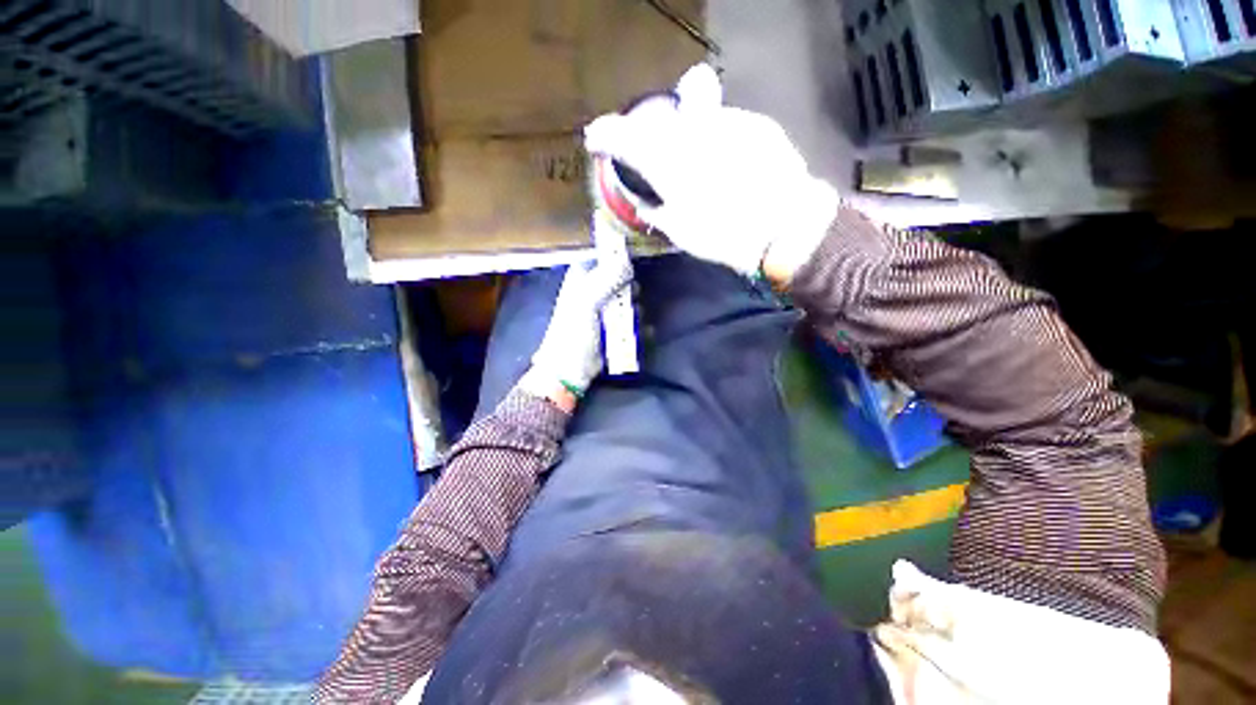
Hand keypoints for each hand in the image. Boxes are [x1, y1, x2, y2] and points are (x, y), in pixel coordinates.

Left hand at [519, 259, 632, 409]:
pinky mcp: (614, 329)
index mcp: (581, 280)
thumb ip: (606, 279)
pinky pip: (631, 320)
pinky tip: (640, 331)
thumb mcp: (586, 302)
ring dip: (634, 308)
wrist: (570, 370)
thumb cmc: (573, 333)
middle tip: (631, 295)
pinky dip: (637, 324)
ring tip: (631, 318)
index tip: (631, 259)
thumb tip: (627, 261)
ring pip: (627, 300)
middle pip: (619, 279)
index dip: (615, 256)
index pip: (600, 257)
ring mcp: (605, 312)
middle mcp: (594, 292)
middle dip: (629, 286)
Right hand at [584, 63, 838, 280]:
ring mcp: (724, 120)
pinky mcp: (754, 122)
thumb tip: (645, 201)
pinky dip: (715, 140)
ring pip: (691, 116)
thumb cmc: (723, 235)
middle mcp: (690, 129)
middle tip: (647, 152)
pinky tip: (725, 163)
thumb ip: (655, 210)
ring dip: (684, 135)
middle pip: (654, 119)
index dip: (603, 135)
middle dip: (645, 132)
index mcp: (665, 160)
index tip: (595, 139)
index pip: (622, 136)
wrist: (784, 227)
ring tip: (693, 162)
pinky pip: (723, 125)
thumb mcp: (679, 231)